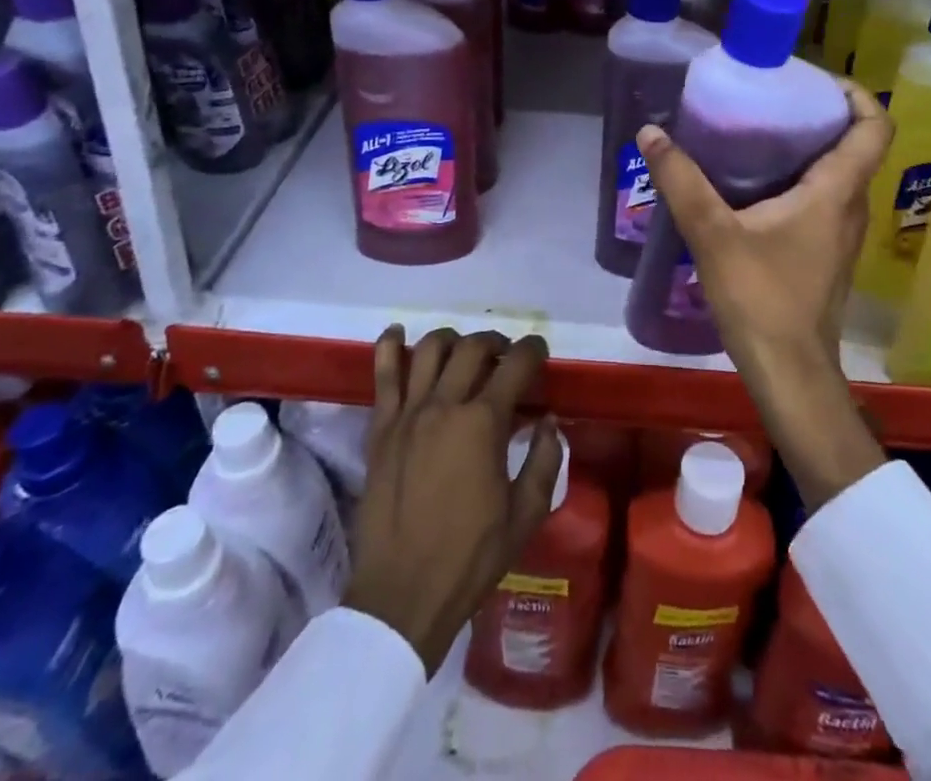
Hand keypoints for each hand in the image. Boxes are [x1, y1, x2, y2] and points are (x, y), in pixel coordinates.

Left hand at [343, 326, 561, 674]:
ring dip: (454, 340)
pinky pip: (383, 374)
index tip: (540, 351)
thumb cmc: (471, 558)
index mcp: (484, 423)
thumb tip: (550, 420)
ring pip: (431, 349)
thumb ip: (545, 459)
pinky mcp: (380, 428)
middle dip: (497, 342)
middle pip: (474, 347)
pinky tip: (398, 334)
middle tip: (506, 357)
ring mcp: (408, 413)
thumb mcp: (526, 515)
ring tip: (465, 352)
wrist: (402, 596)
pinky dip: (390, 346)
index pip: (515, 365)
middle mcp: (445, 404)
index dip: (533, 350)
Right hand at [636, 80, 891, 508]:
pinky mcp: (827, 253)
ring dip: (811, 147)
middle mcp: (851, 207)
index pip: (874, 127)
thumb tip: (651, 133)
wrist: (790, 372)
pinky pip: (825, 199)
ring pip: (841, 173)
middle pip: (856, 144)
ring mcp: (843, 233)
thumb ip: (681, 182)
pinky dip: (802, 178)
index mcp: (837, 191)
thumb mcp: (713, 234)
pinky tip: (757, 185)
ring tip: (760, 132)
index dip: (855, 94)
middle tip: (774, 98)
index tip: (817, 80)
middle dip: (821, 114)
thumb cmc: (761, 298)